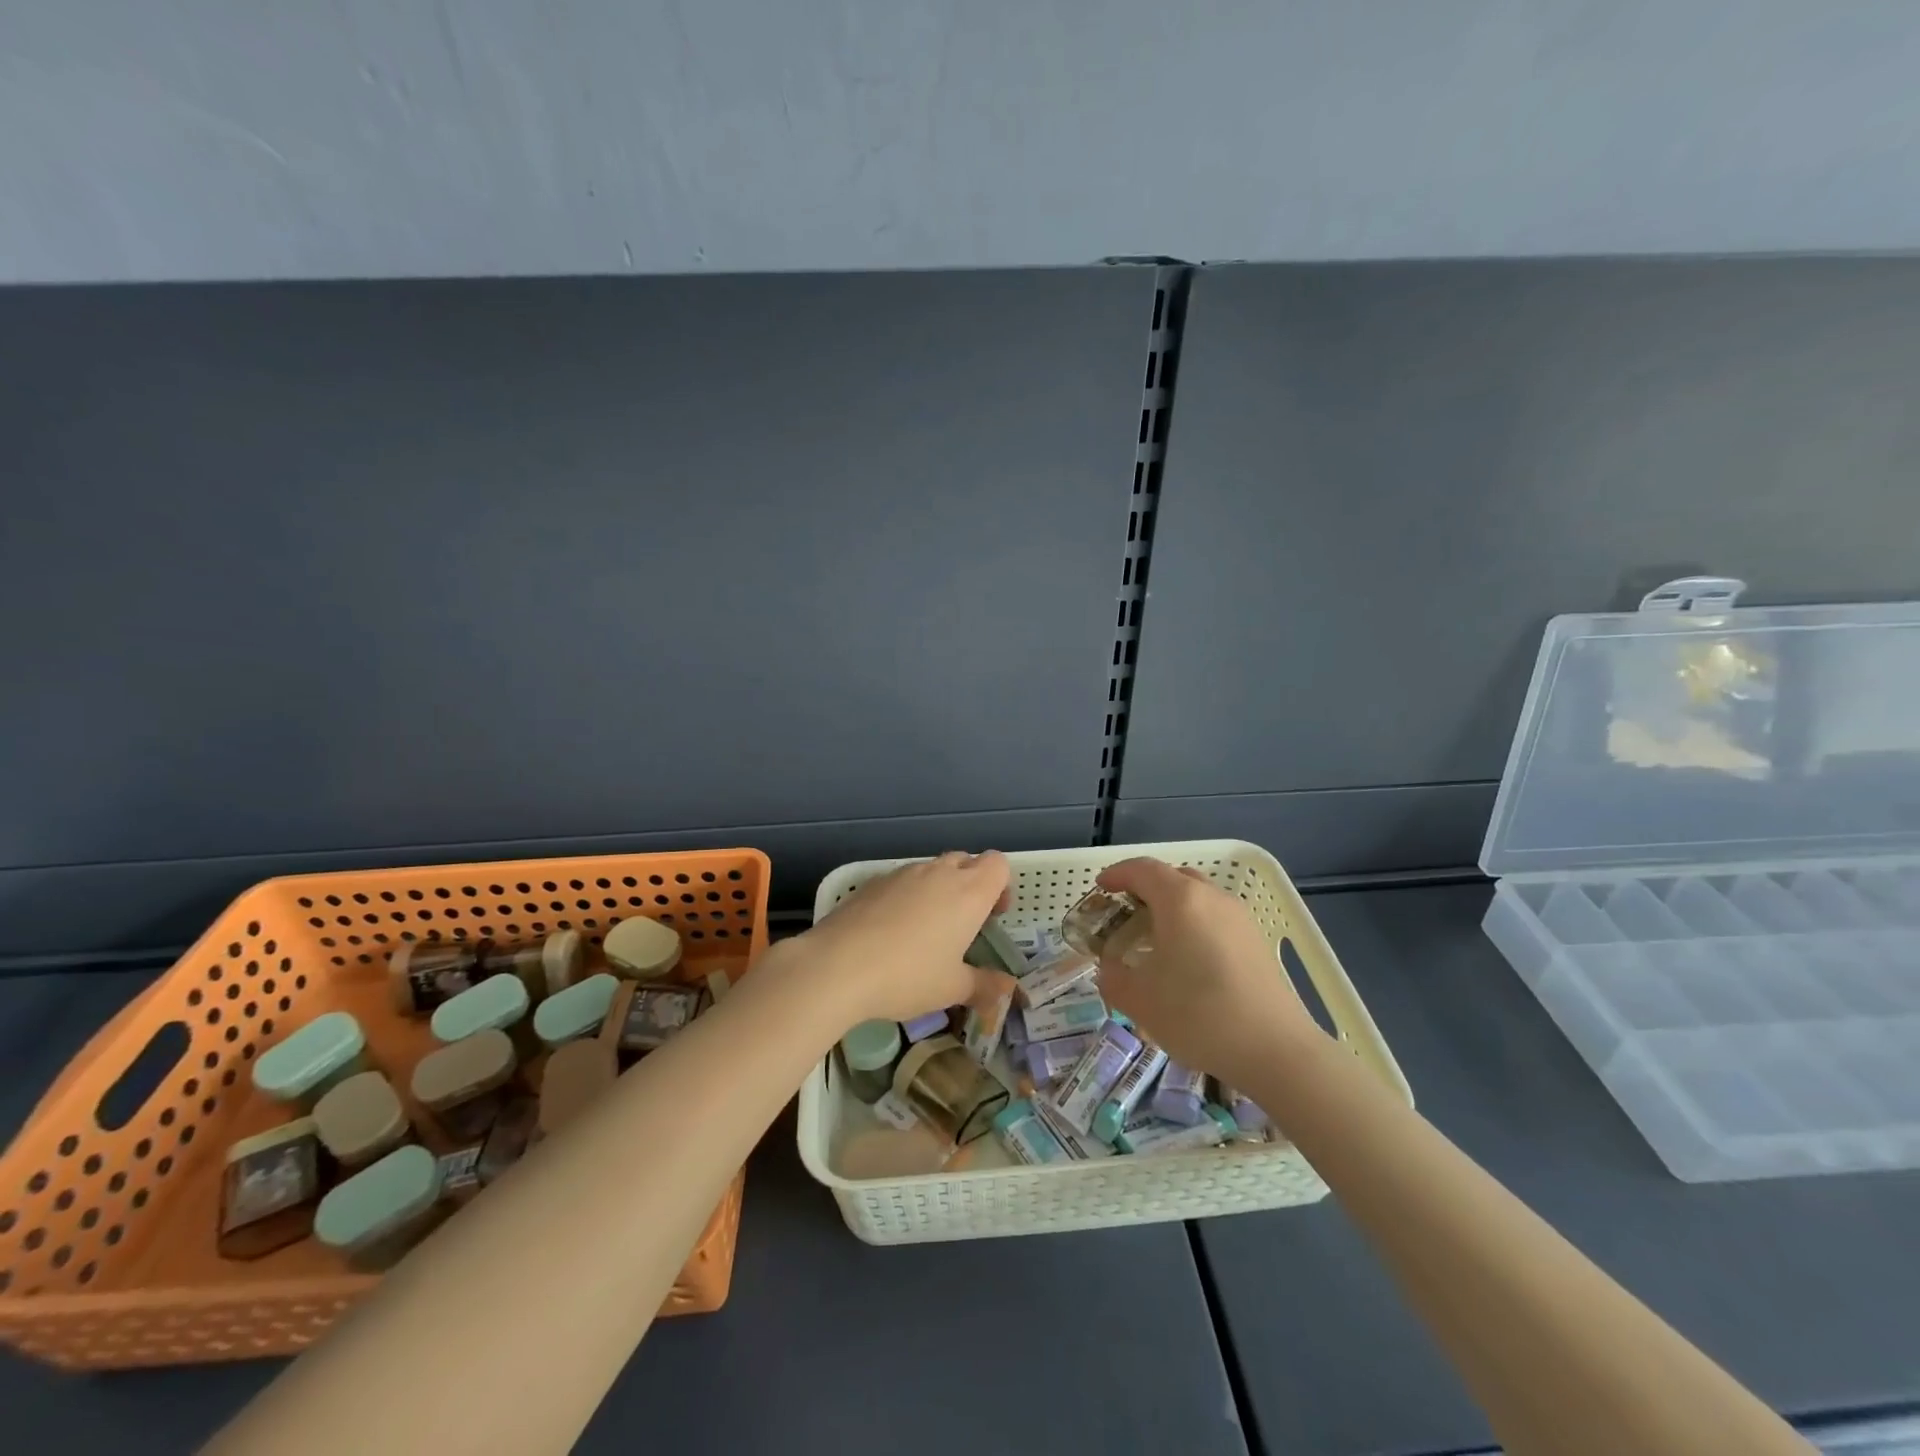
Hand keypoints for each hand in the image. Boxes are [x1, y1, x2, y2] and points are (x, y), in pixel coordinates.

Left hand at [787, 851, 1013, 1029]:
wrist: (837, 965)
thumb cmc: (908, 976)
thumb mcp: (952, 988)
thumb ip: (984, 986)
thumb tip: (1008, 989)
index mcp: (969, 892)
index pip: (997, 864)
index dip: (1000, 885)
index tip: (992, 915)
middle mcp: (939, 873)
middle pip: (966, 861)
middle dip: (971, 884)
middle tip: (964, 923)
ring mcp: (903, 873)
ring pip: (932, 869)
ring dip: (938, 889)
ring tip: (926, 930)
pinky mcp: (873, 882)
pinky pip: (902, 881)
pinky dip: (907, 896)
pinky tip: (891, 931)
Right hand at [1093, 858, 1323, 1087]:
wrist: (1275, 1050)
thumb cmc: (1198, 1014)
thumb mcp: (1139, 1000)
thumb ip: (1113, 978)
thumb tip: (1109, 970)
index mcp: (1180, 900)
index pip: (1142, 869)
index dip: (1117, 874)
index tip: (1100, 888)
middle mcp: (1212, 898)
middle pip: (1173, 877)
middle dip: (1144, 888)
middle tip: (1124, 912)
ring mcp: (1239, 918)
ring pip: (1197, 896)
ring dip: (1171, 906)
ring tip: (1153, 937)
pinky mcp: (1255, 942)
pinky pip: (1214, 917)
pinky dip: (1193, 923)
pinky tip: (1186, 959)